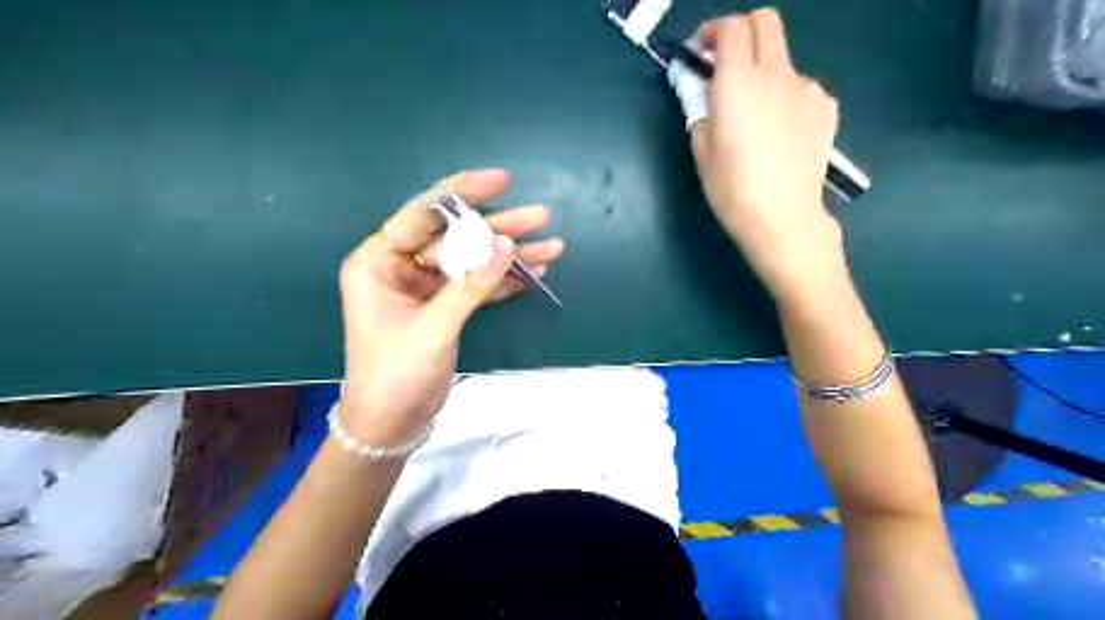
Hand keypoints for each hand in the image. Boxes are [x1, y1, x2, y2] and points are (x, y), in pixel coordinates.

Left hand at [337, 169, 562, 444]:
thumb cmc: (395, 376)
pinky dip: (505, 281)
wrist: (391, 426)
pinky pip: (477, 286)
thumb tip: (507, 245)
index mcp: (378, 263)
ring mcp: (425, 288)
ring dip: (509, 254)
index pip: (422, 216)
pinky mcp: (445, 308)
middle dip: (498, 227)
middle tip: (540, 215)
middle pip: (455, 237)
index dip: (462, 194)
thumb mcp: (433, 328)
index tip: (501, 180)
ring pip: (471, 260)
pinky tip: (535, 270)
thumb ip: (471, 286)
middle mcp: (400, 268)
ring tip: (551, 242)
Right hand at [688, 8, 847, 301]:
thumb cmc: (732, 189)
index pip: (730, 28)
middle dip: (741, 31)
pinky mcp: (826, 107)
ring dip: (764, 71)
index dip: (711, 32)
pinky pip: (801, 87)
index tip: (700, 51)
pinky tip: (780, 131)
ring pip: (784, 59)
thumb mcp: (701, 151)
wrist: (783, 217)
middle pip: (765, 22)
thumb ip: (701, 111)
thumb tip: (705, 94)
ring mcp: (807, 88)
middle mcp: (776, 73)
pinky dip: (785, 96)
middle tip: (725, 61)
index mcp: (738, 81)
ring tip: (755, 114)